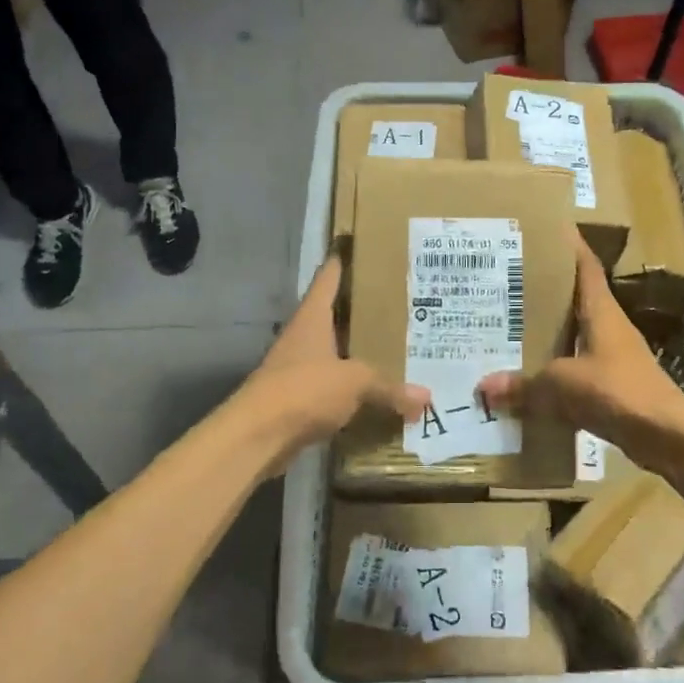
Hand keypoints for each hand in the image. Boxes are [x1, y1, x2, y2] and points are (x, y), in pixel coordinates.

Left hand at [236, 257, 428, 458]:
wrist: (257, 436)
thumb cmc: (304, 389)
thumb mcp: (355, 382)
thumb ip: (389, 386)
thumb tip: (426, 398)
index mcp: (312, 317)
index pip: (328, 278)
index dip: (342, 261)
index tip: (358, 245)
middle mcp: (303, 336)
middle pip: (334, 315)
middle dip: (361, 309)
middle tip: (397, 299)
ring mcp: (298, 368)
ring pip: (333, 351)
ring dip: (357, 350)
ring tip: (393, 343)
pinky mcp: (298, 399)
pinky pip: (332, 385)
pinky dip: (351, 386)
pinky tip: (375, 389)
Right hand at [477, 238, 683, 466]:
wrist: (667, 436)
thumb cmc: (619, 392)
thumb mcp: (564, 385)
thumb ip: (524, 385)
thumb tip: (483, 386)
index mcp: (602, 312)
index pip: (586, 267)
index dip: (570, 246)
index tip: (547, 229)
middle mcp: (609, 327)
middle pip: (577, 298)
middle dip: (547, 289)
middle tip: (509, 280)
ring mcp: (614, 357)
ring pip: (576, 334)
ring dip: (550, 330)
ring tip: (511, 325)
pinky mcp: (614, 385)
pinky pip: (577, 368)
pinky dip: (556, 368)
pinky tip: (531, 375)